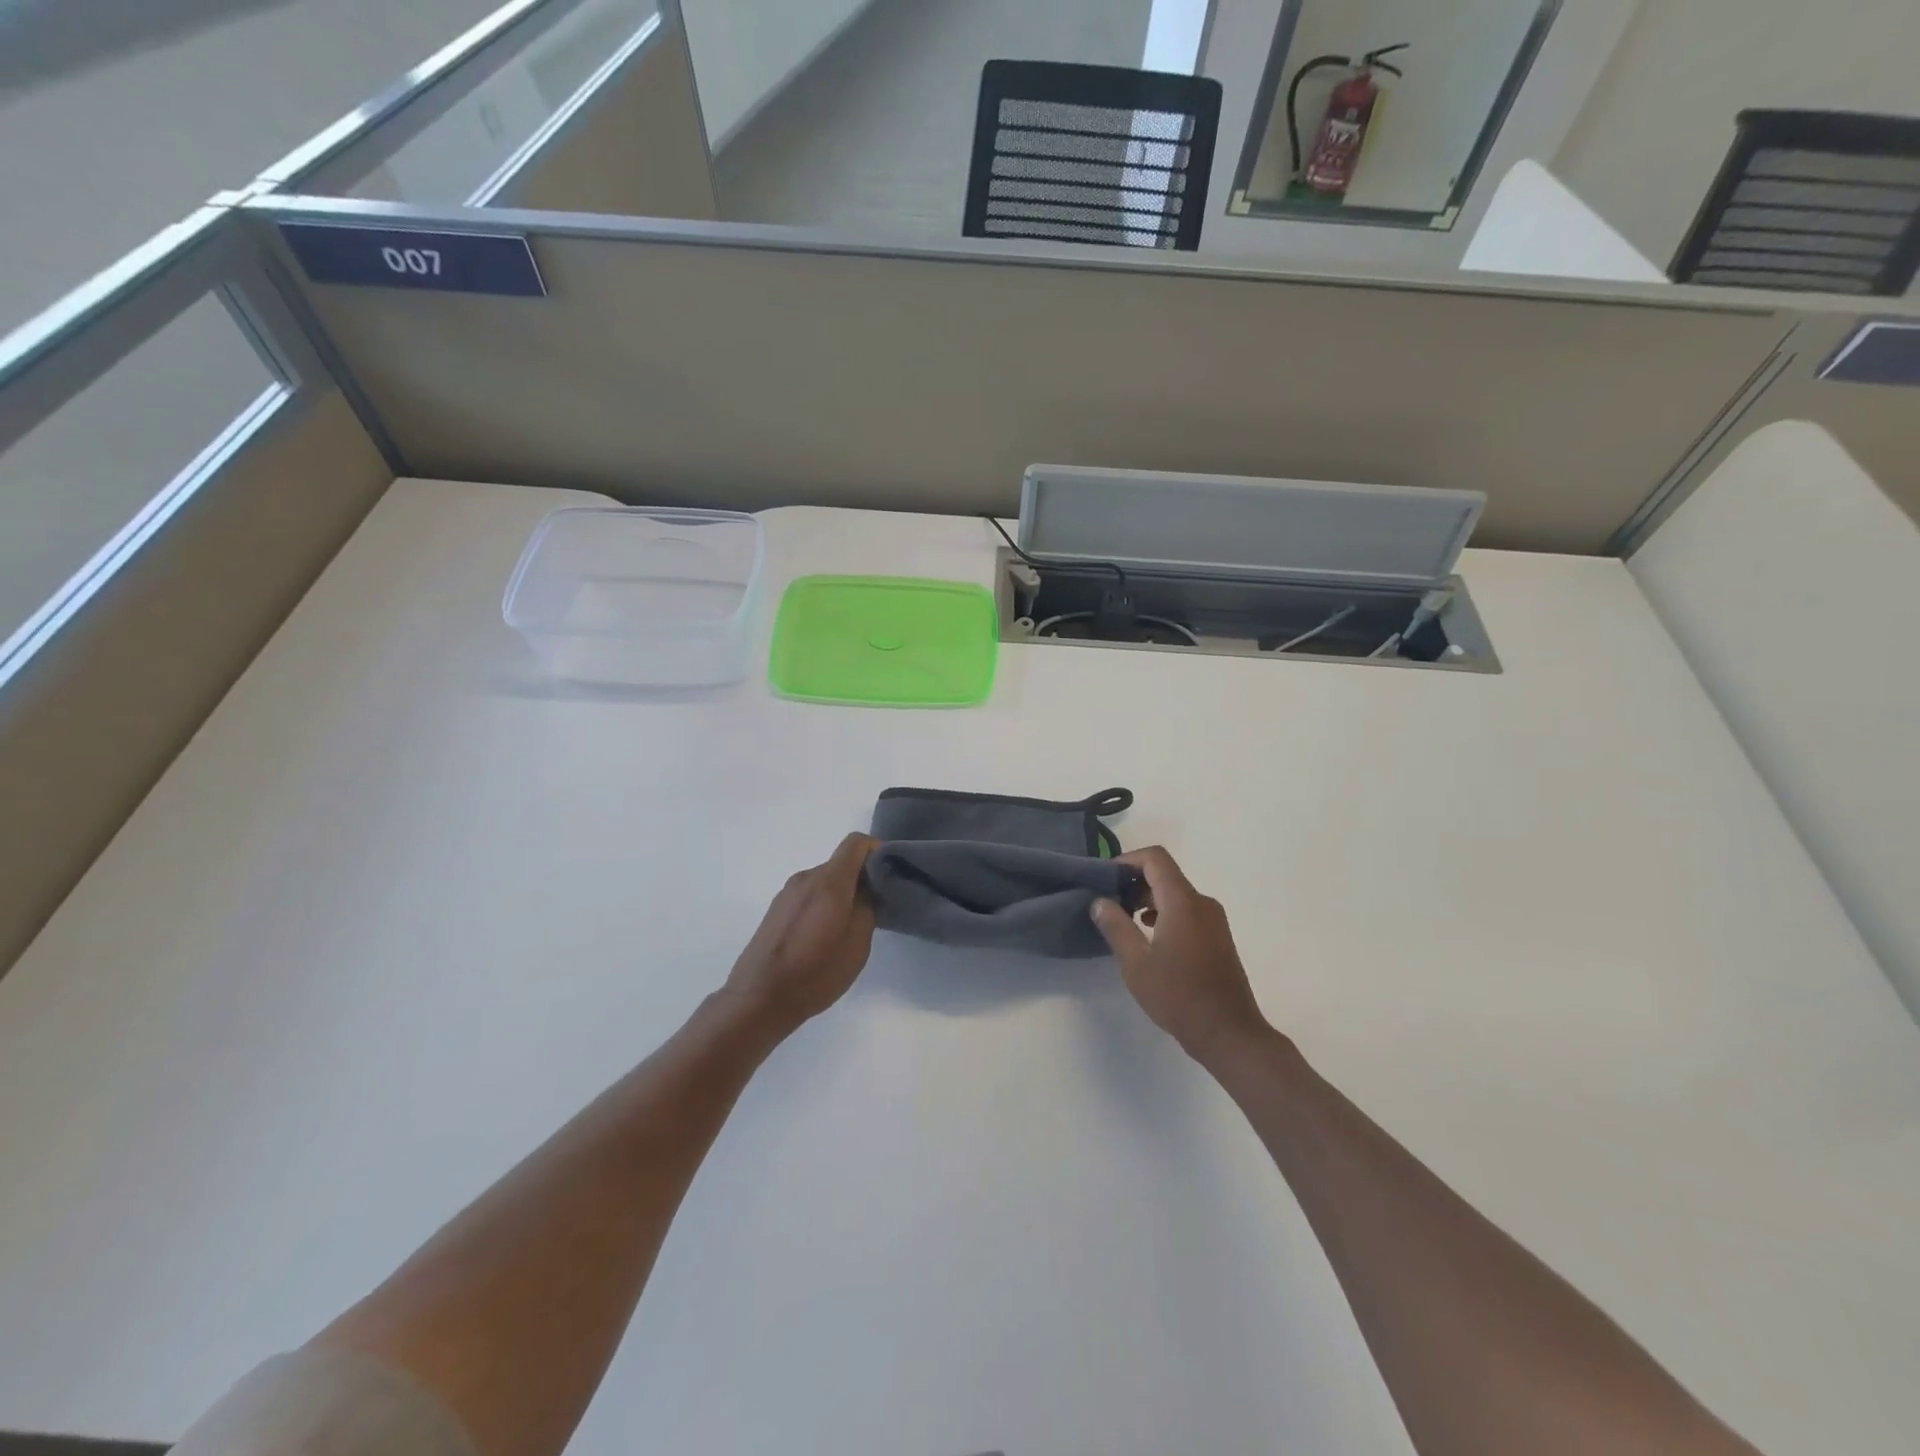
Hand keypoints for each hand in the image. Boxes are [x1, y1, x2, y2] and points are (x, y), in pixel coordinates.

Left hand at [724, 834, 878, 1035]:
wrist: (758, 999)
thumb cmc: (815, 973)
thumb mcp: (857, 944)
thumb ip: (867, 908)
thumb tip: (867, 890)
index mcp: (828, 881)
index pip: (856, 843)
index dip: (877, 850)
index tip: (890, 873)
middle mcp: (805, 878)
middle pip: (840, 863)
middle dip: (861, 878)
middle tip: (876, 907)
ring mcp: (787, 893)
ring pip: (824, 881)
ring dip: (842, 893)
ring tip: (850, 926)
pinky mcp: (776, 909)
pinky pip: (808, 895)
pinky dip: (824, 904)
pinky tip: (824, 936)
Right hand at [1091, 847, 1271, 1060]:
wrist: (1228, 1033)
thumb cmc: (1178, 996)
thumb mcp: (1136, 963)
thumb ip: (1116, 926)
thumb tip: (1100, 901)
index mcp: (1182, 902)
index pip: (1155, 859)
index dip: (1127, 860)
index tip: (1105, 878)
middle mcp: (1202, 903)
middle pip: (1165, 875)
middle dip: (1134, 882)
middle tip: (1108, 902)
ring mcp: (1214, 921)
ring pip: (1176, 894)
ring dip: (1148, 899)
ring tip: (1124, 921)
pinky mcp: (1218, 937)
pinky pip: (1187, 911)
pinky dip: (1164, 913)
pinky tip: (1149, 938)